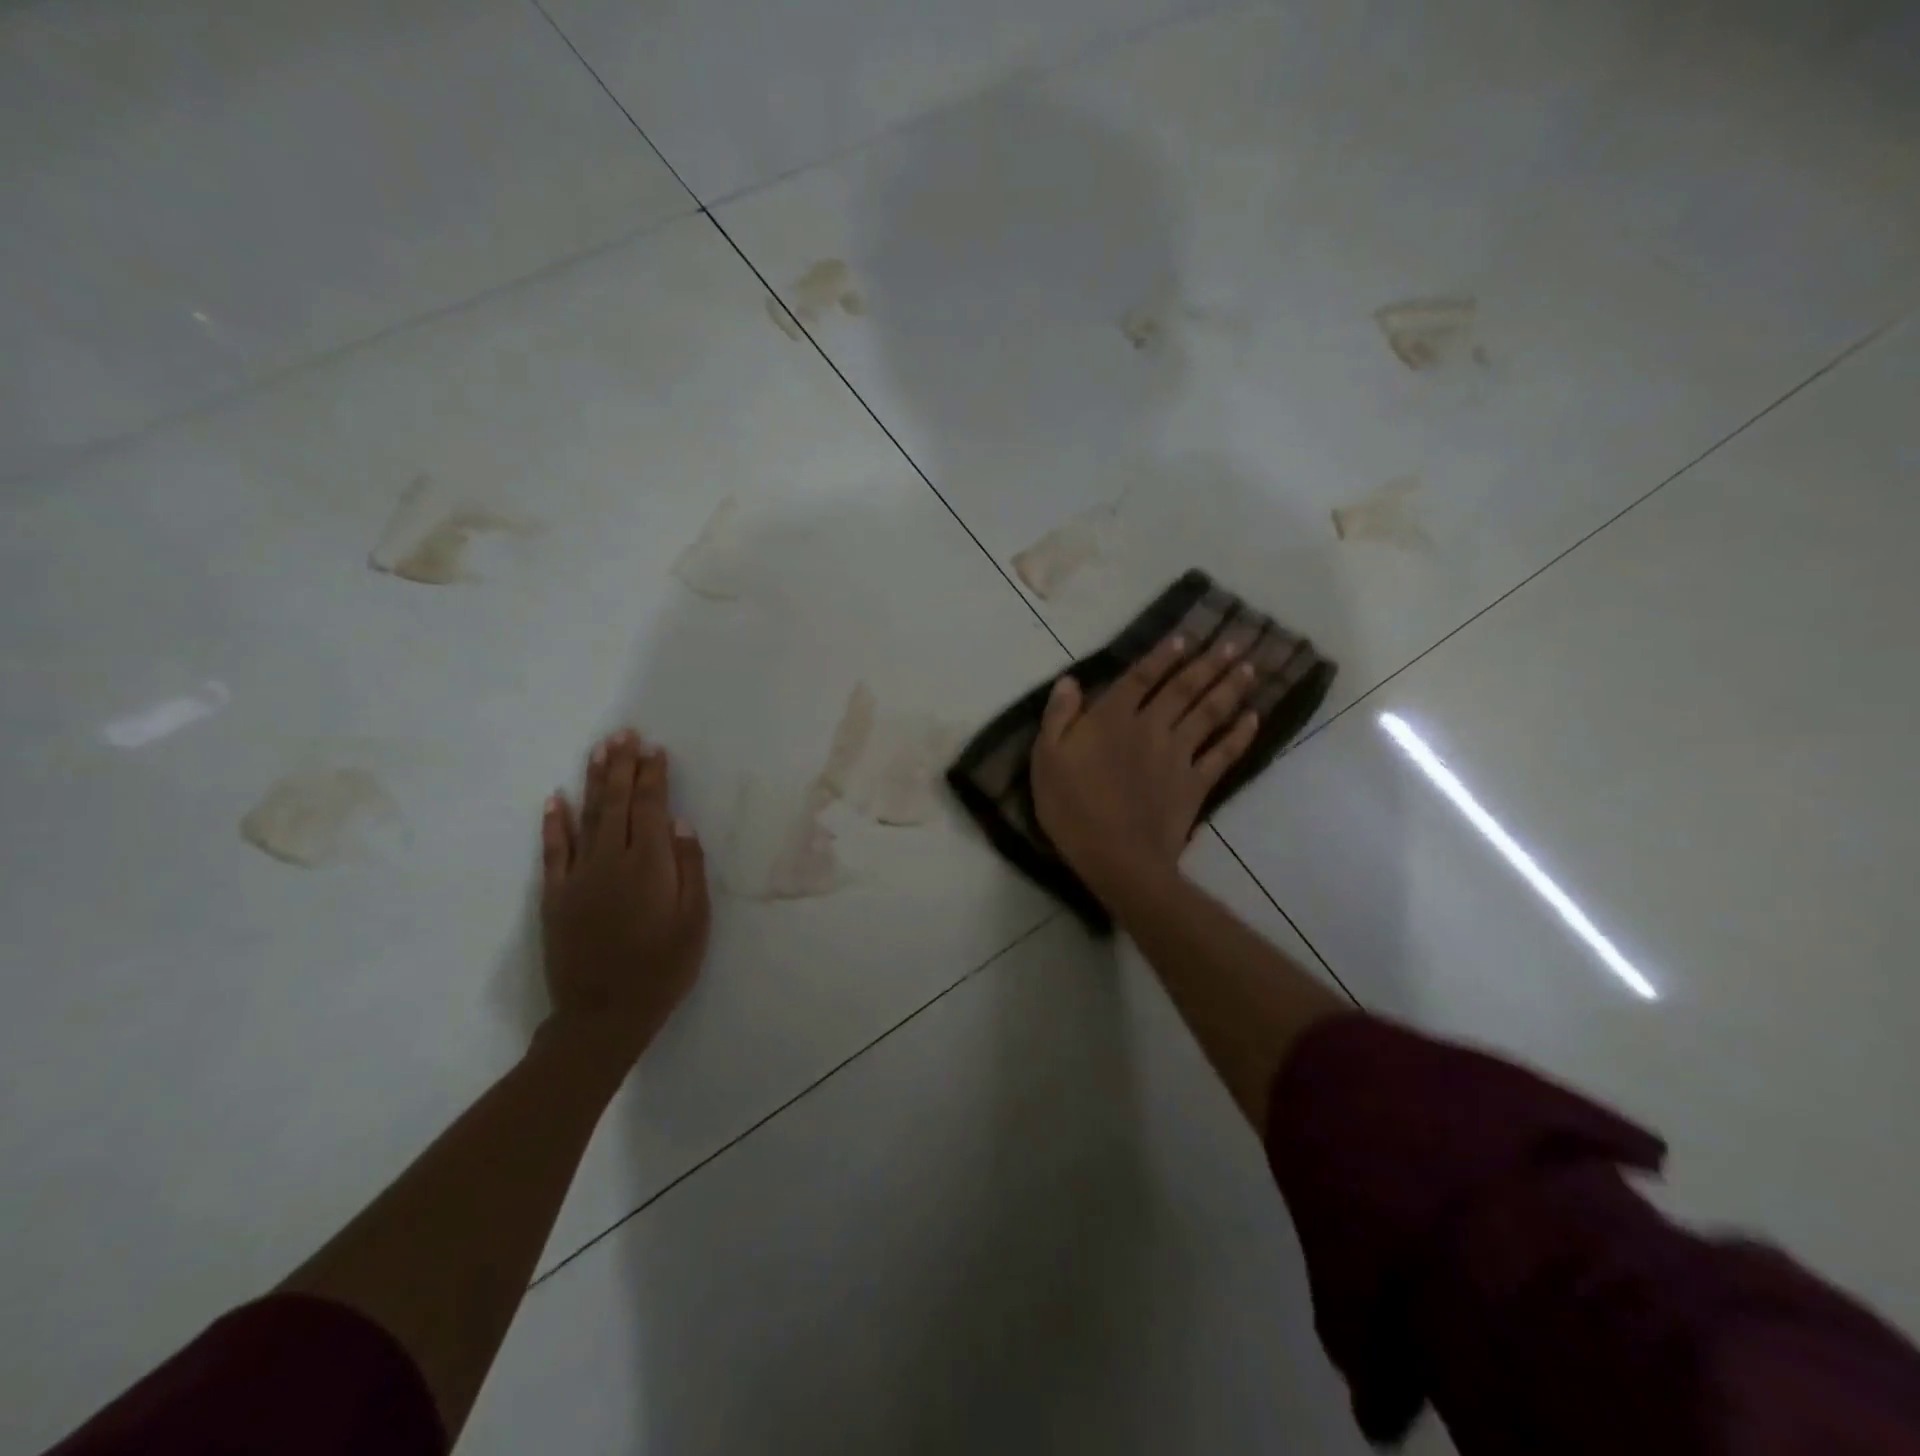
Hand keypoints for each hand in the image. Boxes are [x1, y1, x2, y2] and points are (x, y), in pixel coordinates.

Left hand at [538, 728, 709, 1069]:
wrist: (604, 1013)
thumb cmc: (663, 967)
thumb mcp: (695, 920)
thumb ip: (689, 868)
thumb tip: (679, 824)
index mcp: (649, 865)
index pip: (650, 808)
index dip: (652, 776)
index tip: (653, 749)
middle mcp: (611, 860)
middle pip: (617, 803)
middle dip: (622, 766)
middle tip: (624, 734)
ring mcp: (578, 876)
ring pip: (585, 817)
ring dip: (592, 781)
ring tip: (598, 750)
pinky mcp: (555, 896)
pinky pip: (553, 851)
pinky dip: (554, 823)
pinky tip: (556, 798)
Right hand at [1030, 633, 1259, 902]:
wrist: (1116, 857)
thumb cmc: (1072, 808)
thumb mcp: (1046, 759)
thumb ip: (1058, 716)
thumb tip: (1070, 681)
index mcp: (1112, 719)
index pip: (1140, 678)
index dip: (1162, 656)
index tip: (1185, 637)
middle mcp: (1150, 727)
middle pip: (1183, 689)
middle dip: (1208, 663)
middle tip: (1234, 643)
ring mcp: (1178, 755)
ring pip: (1208, 713)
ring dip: (1229, 688)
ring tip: (1249, 667)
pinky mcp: (1195, 783)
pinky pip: (1223, 754)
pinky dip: (1240, 735)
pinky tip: (1253, 718)